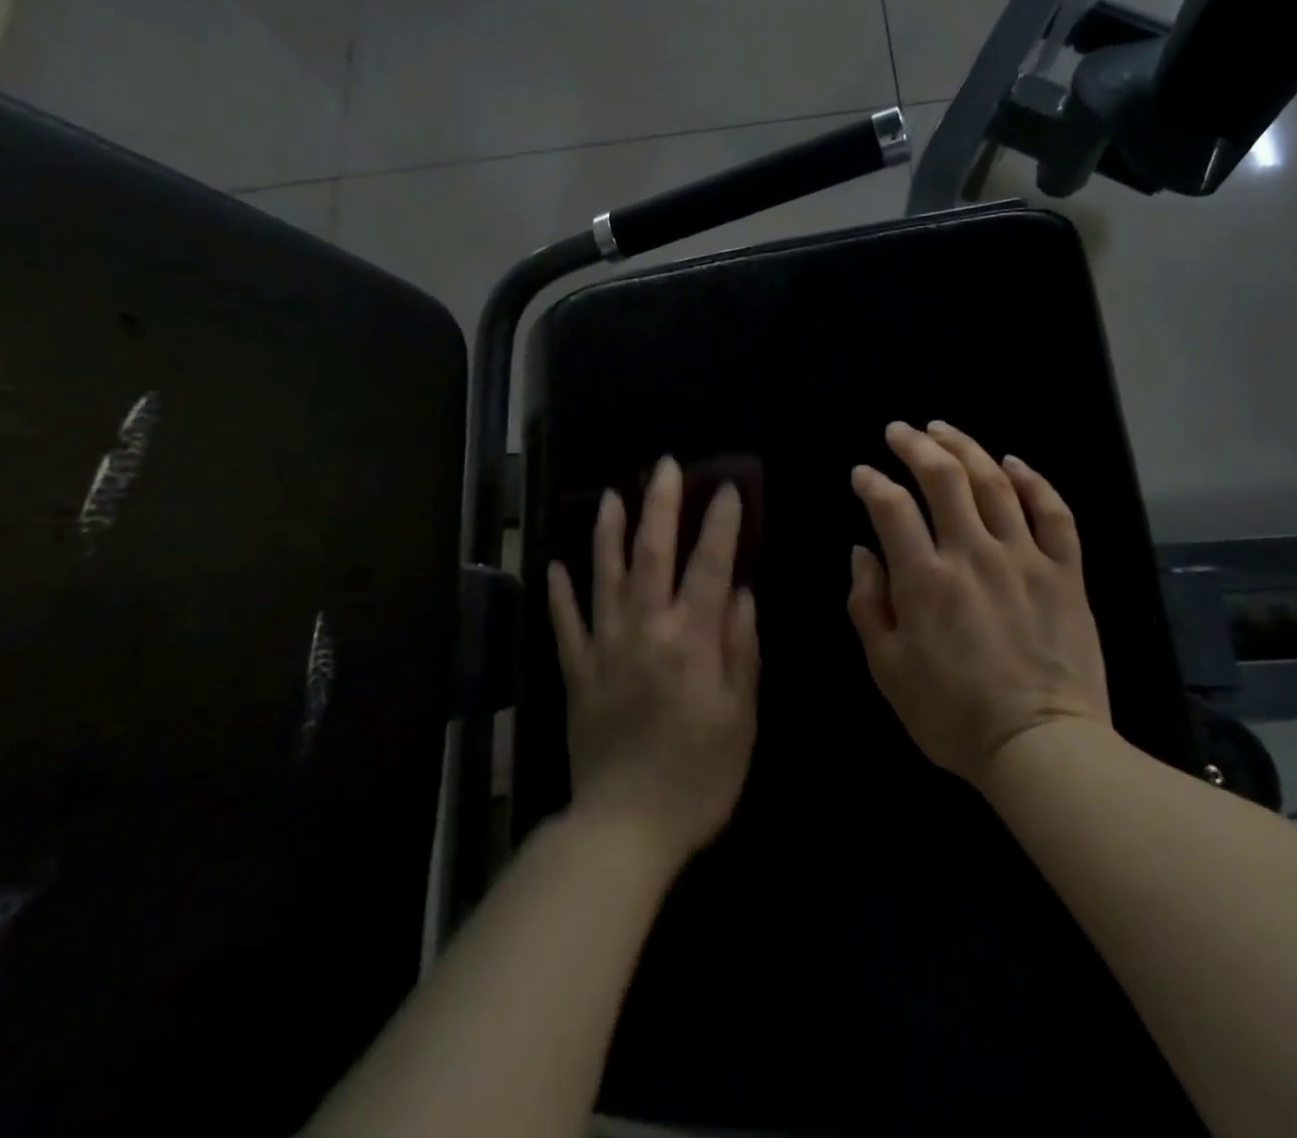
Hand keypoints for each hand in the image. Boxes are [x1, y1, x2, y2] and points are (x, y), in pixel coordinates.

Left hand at [547, 457, 759, 867]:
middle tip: (662, 466)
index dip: (718, 525)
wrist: (624, 829)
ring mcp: (604, 648)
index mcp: (689, 641)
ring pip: (602, 577)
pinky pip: (565, 624)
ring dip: (606, 532)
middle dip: (658, 506)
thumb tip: (740, 593)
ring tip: (609, 494)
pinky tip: (555, 565)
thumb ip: (741, 649)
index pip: (708, 567)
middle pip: (650, 556)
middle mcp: (644, 631)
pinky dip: (559, 592)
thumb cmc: (698, 776)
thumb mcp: (741, 717)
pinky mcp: (576, 673)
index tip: (726, 489)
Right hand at [848, 421, 1110, 785]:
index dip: (871, 482)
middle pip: (944, 478)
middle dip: (916, 445)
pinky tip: (1014, 461)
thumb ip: (867, 603)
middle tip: (900, 430)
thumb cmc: (952, 714)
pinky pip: (1054, 512)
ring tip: (943, 429)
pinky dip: (1034, 480)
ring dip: (966, 447)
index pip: (891, 507)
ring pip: (995, 482)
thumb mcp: (887, 668)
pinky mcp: (1065, 572)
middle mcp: (973, 554)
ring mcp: (1025, 558)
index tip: (862, 474)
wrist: (1041, 747)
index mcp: (924, 579)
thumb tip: (861, 551)